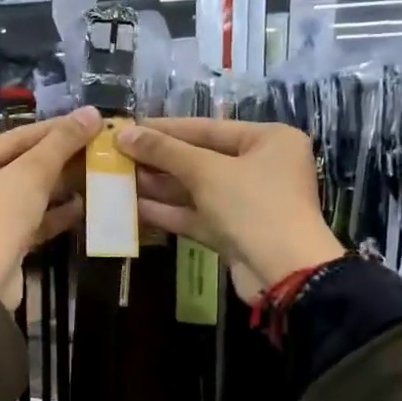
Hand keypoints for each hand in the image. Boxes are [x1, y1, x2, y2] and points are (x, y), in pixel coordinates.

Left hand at [0, 107, 102, 308]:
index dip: (53, 129)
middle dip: (58, 160)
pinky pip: (27, 221)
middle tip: (96, 149)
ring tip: (95, 175)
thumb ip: (61, 143)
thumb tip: (92, 112)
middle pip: (18, 166)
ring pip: (24, 195)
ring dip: (58, 187)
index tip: (87, 122)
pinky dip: (51, 214)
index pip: (13, 138)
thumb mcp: (30, 175)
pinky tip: (82, 207)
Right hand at [114, 118, 342, 300]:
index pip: (207, 128)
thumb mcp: (206, 172)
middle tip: (117, 156)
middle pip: (200, 159)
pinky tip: (133, 208)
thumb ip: (164, 151)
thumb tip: (124, 133)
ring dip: (158, 186)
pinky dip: (168, 211)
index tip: (128, 128)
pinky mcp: (234, 232)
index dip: (164, 129)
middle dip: (158, 160)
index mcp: (268, 140)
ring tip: (118, 180)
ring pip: (195, 189)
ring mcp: (247, 203)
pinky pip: (196, 215)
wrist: (284, 273)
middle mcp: (261, 167)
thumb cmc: (253, 206)